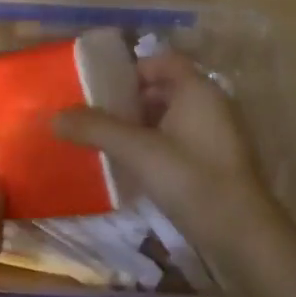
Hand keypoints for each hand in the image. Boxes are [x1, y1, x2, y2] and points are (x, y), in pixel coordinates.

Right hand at [54, 53, 293, 264]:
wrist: (243, 236)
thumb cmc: (192, 180)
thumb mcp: (137, 151)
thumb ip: (95, 129)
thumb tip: (52, 116)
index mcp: (198, 89)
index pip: (162, 60)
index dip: (131, 69)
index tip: (100, 87)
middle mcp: (212, 104)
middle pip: (166, 88)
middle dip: (131, 100)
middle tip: (97, 116)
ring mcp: (219, 135)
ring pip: (173, 117)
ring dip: (143, 125)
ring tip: (109, 142)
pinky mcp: (219, 163)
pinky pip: (182, 141)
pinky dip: (158, 146)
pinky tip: (136, 168)